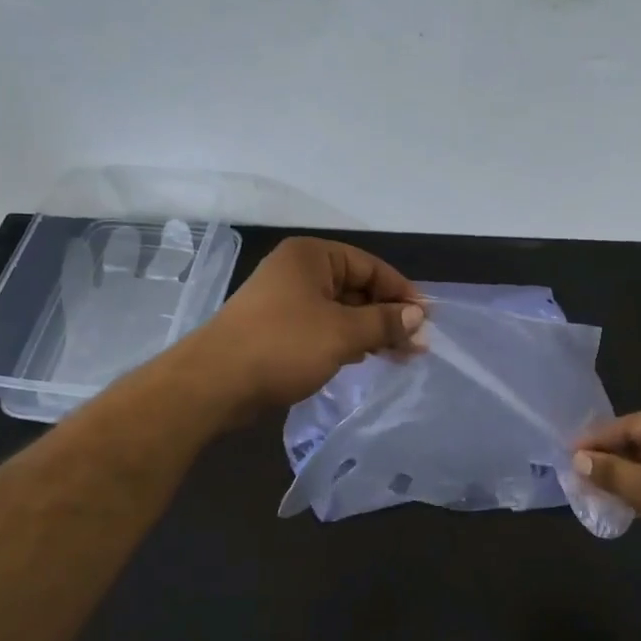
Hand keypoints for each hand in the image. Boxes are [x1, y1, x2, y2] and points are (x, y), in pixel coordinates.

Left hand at [192, 237, 424, 413]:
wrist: (214, 383)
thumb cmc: (283, 346)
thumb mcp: (342, 333)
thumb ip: (384, 322)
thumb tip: (418, 317)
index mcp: (312, 256)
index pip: (370, 266)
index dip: (401, 292)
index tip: (426, 320)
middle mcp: (297, 271)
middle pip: (356, 287)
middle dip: (387, 315)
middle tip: (417, 345)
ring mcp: (284, 300)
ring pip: (339, 310)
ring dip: (369, 330)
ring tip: (399, 356)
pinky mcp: (276, 329)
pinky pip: (321, 327)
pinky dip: (345, 340)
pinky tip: (364, 358)